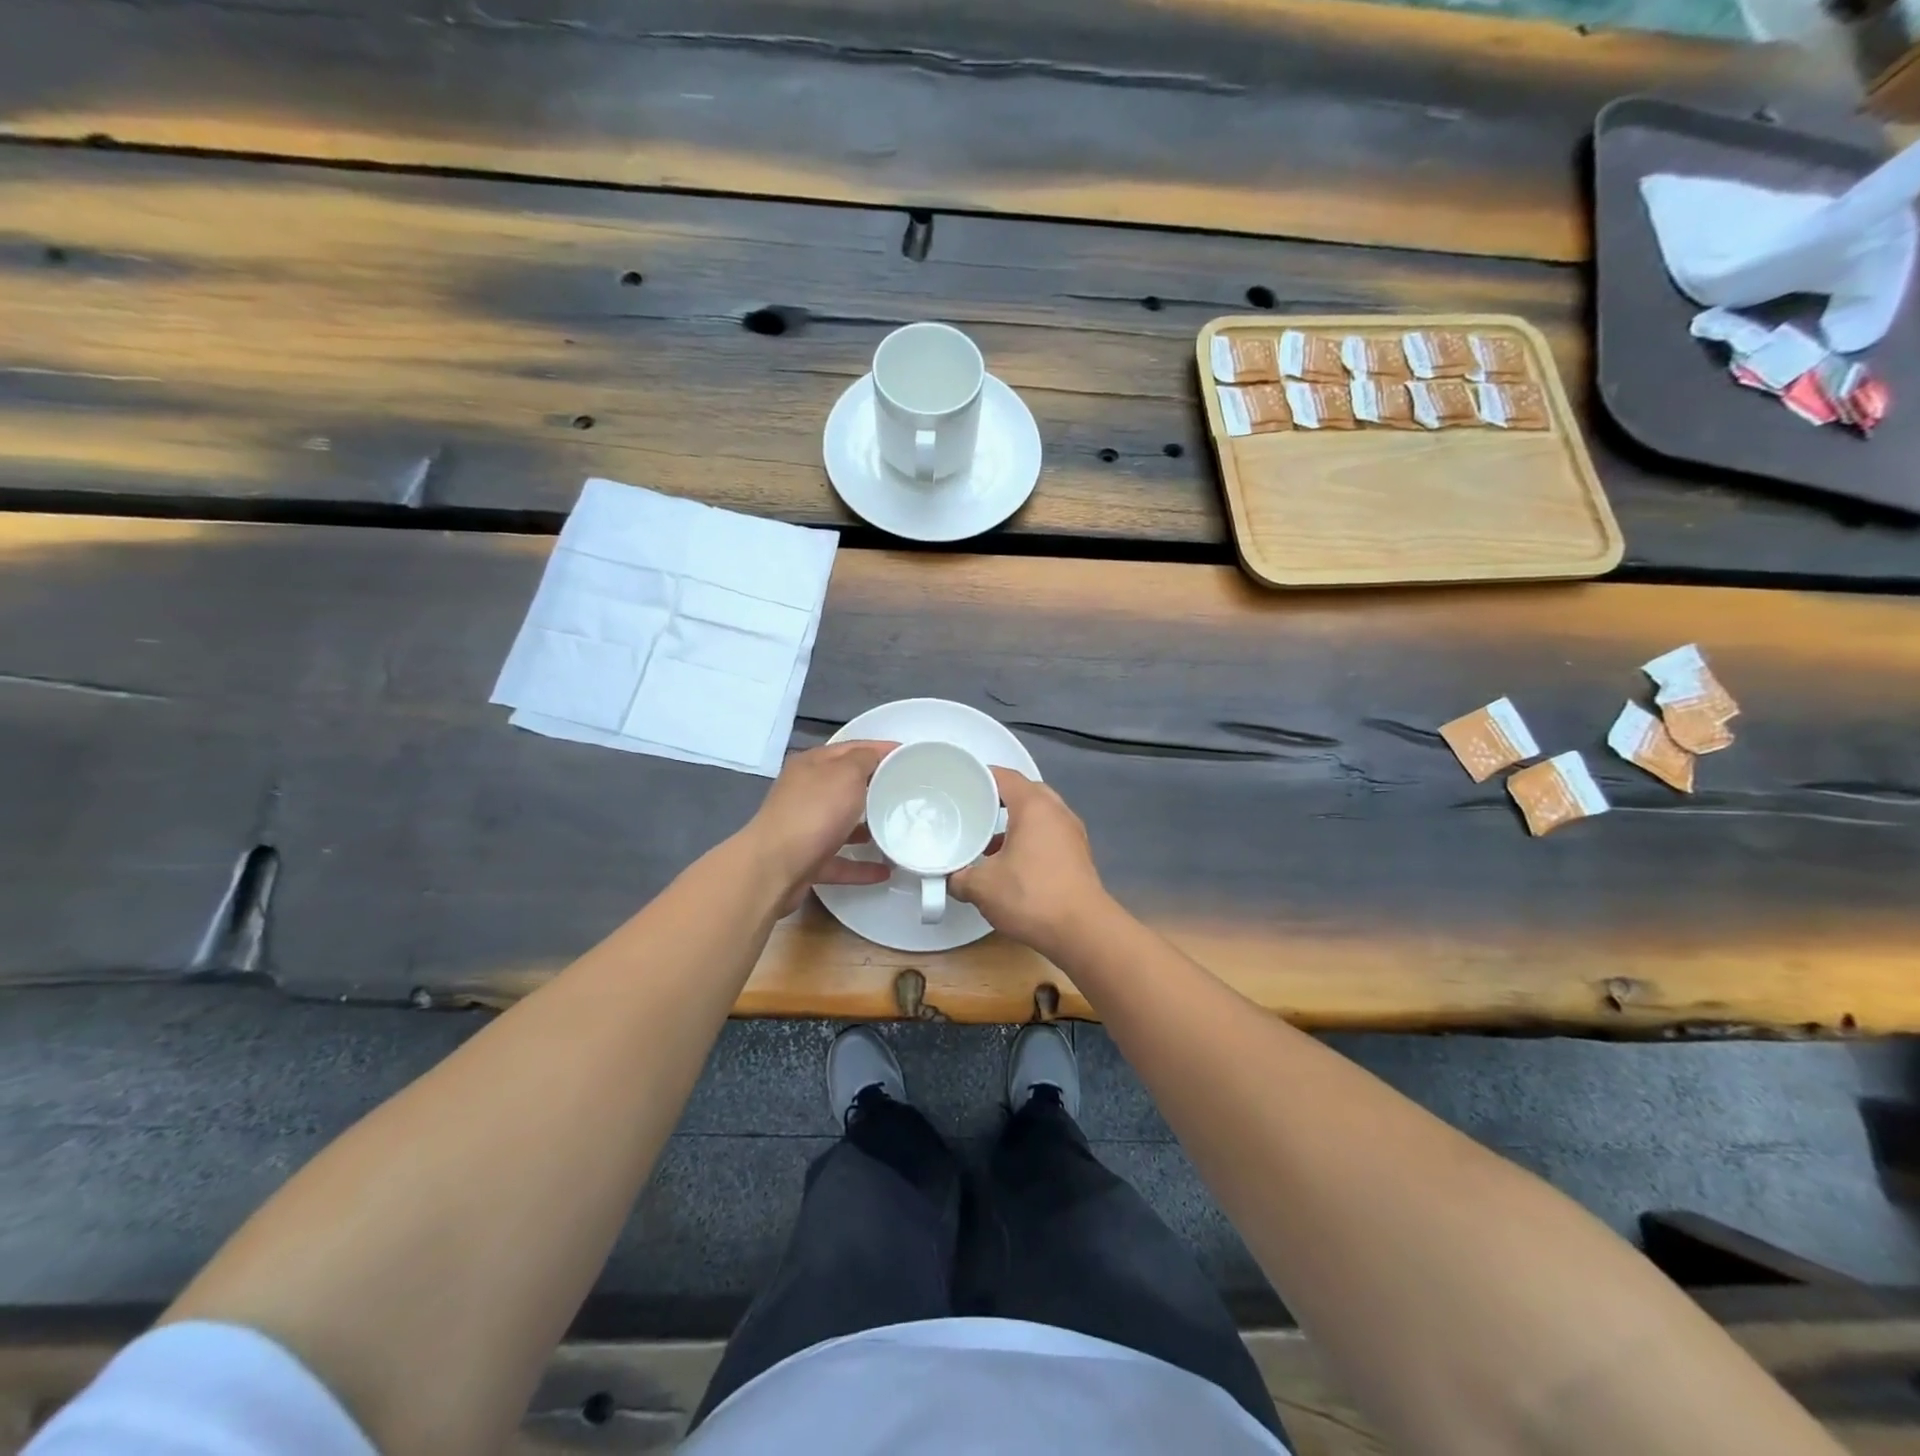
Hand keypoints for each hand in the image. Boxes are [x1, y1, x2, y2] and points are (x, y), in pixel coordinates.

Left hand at [746, 740, 895, 914]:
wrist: (774, 868)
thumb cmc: (814, 812)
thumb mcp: (846, 774)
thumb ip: (864, 760)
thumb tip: (874, 756)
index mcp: (811, 765)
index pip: (850, 749)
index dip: (879, 749)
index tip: (908, 755)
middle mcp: (804, 793)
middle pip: (844, 785)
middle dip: (875, 787)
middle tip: (908, 792)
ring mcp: (803, 828)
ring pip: (841, 823)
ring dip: (867, 827)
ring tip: (897, 830)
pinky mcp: (806, 860)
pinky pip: (839, 860)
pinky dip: (861, 865)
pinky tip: (885, 871)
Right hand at [951, 769, 1110, 956]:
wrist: (1083, 931)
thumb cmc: (1031, 896)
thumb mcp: (982, 887)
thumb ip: (959, 878)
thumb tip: (950, 878)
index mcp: (1034, 806)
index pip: (1005, 776)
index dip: (981, 776)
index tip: (960, 784)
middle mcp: (1057, 811)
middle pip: (1025, 792)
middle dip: (998, 799)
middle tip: (972, 810)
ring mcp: (1072, 833)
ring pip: (1039, 815)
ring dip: (1015, 822)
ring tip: (988, 840)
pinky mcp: (1078, 855)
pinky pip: (1049, 834)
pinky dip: (1029, 839)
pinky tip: (1011, 863)